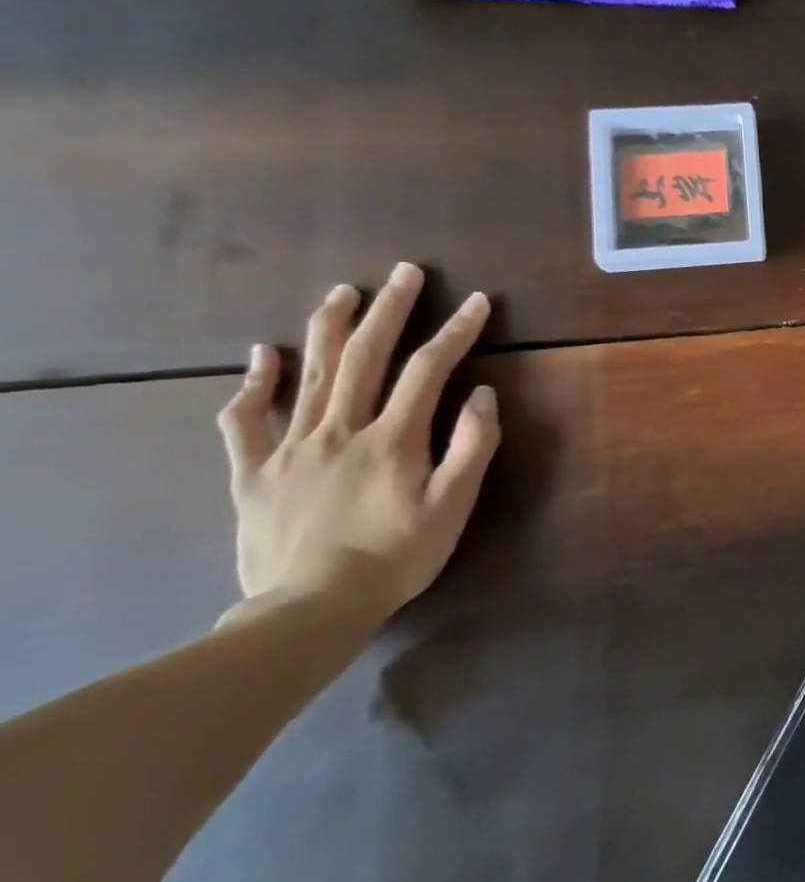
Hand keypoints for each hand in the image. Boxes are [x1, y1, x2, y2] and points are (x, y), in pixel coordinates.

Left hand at [216, 263, 500, 625]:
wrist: (310, 608)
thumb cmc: (397, 556)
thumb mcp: (453, 506)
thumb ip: (472, 447)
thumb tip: (482, 395)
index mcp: (393, 439)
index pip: (429, 370)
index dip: (456, 331)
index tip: (477, 302)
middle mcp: (341, 430)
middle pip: (366, 357)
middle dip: (390, 310)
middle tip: (404, 272)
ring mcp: (291, 448)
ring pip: (310, 374)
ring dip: (329, 327)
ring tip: (344, 292)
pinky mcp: (253, 472)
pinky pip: (245, 420)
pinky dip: (253, 383)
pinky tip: (260, 356)